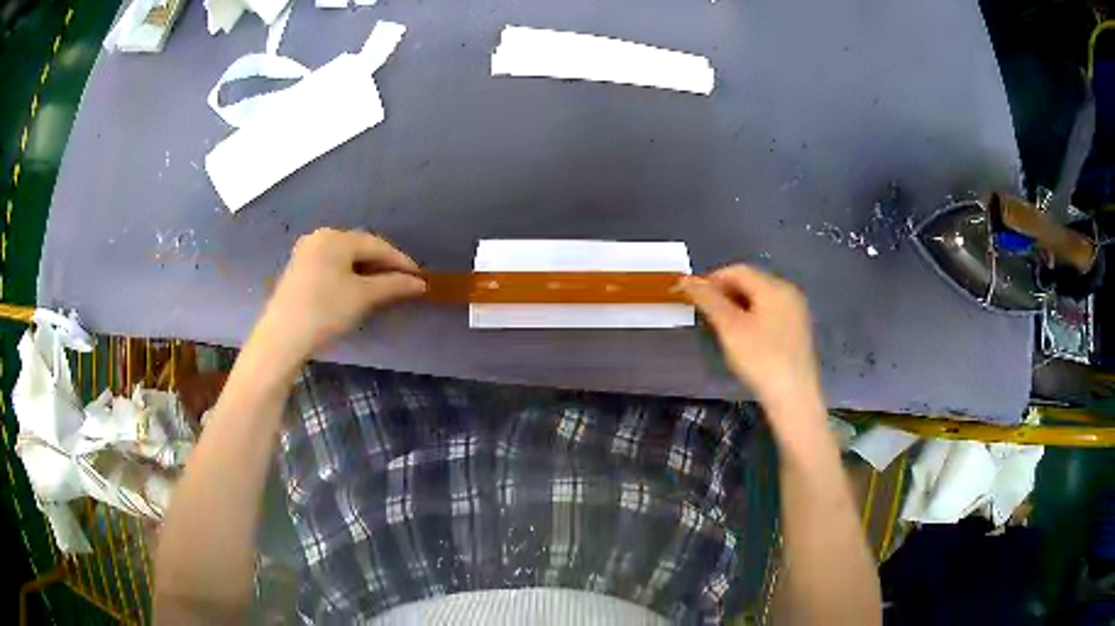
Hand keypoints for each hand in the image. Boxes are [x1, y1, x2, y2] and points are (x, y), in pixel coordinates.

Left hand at [259, 229, 425, 358]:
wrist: (283, 336)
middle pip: (359, 248)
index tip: (419, 277)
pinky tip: (356, 289)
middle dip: (382, 264)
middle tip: (402, 282)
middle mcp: (320, 237)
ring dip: (366, 270)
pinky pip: (331, 265)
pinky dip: (348, 274)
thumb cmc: (325, 310)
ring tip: (382, 287)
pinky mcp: (298, 269)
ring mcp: (306, 252)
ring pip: (344, 257)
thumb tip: (420, 283)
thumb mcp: (363, 296)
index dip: (400, 261)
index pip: (376, 245)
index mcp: (336, 237)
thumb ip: (393, 285)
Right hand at [680, 265, 823, 416]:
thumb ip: (708, 300)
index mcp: (774, 287)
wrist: (793, 396)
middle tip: (703, 313)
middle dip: (724, 292)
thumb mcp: (730, 327)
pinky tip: (742, 337)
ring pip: (760, 299)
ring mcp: (796, 312)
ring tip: (719, 326)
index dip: (711, 279)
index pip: (737, 270)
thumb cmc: (760, 359)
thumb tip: (685, 280)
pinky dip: (752, 317)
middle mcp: (789, 293)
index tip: (691, 296)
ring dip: (736, 305)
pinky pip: (770, 313)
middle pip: (750, 282)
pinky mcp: (798, 330)